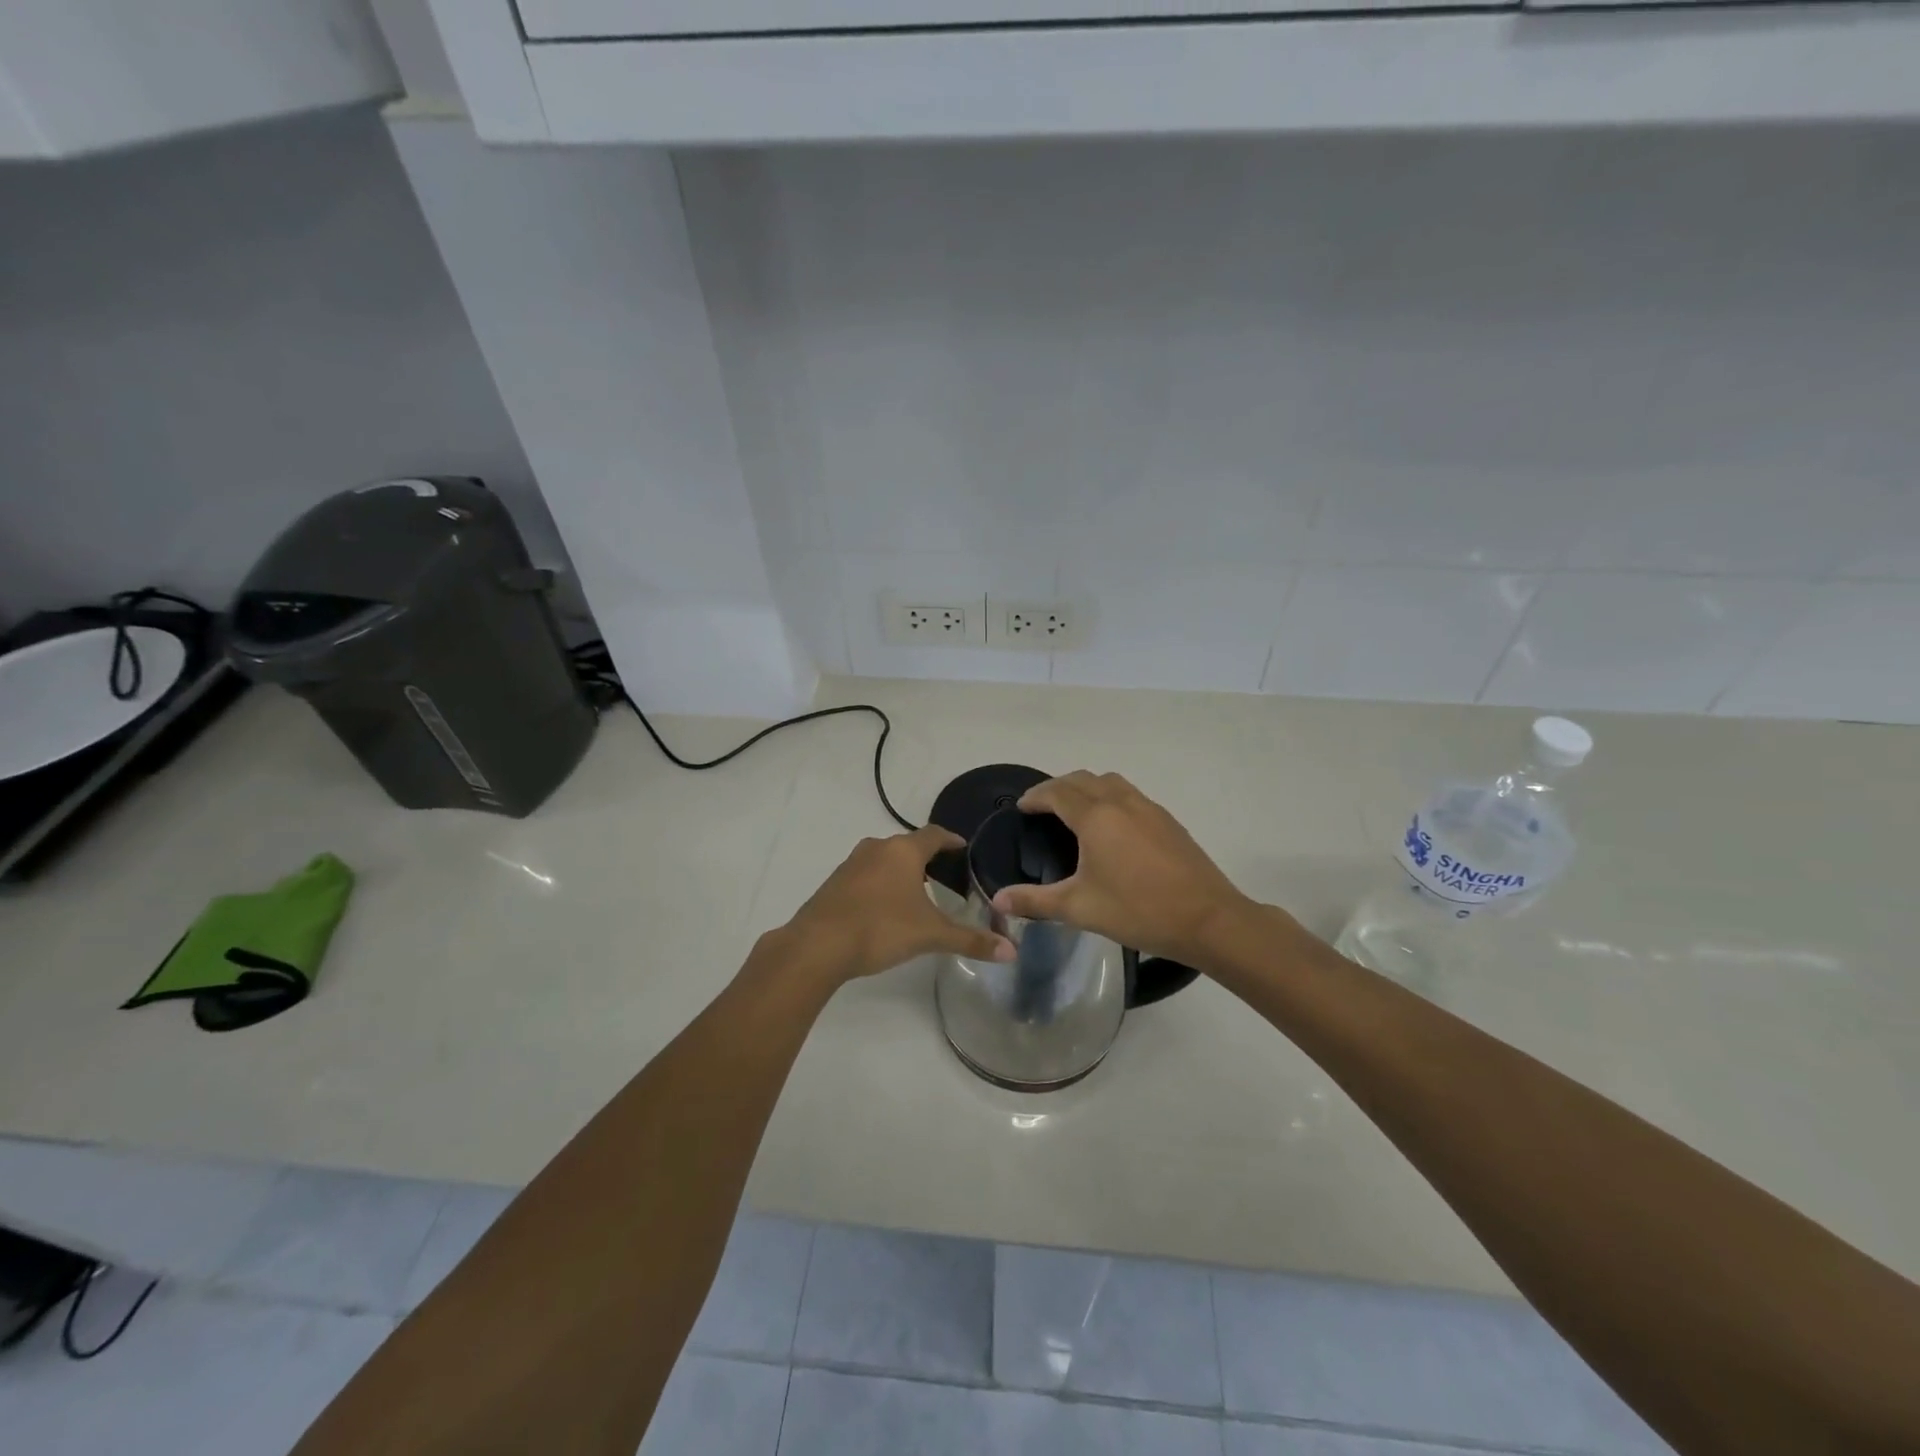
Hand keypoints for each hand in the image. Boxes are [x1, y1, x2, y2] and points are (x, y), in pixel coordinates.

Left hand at [781, 826, 1014, 982]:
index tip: (964, 848)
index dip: (952, 840)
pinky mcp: (834, 883)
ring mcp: (851, 864)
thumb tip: (1012, 952)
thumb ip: (970, 941)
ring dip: (902, 870)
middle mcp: (877, 848)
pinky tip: (885, 907)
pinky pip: (866, 874)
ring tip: (918, 892)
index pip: (935, 834)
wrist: (817, 946)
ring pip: (884, 859)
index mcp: (903, 851)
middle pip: (908, 845)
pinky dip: (880, 883)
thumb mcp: (930, 935)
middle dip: (928, 858)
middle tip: (947, 875)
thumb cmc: (880, 929)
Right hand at [990, 771, 1250, 962]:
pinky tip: (1112, 829)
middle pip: (1083, 779)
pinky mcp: (1168, 821)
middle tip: (1043, 808)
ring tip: (1075, 812)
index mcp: (1096, 817)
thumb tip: (997, 900)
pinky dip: (1110, 798)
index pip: (1057, 792)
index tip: (1022, 807)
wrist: (1208, 919)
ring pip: (1110, 782)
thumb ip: (1035, 902)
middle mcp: (1121, 802)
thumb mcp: (1080, 908)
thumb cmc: (1138, 910)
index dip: (1036, 796)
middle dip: (1058, 787)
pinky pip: (1130, 795)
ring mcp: (1149, 808)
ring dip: (1087, 788)